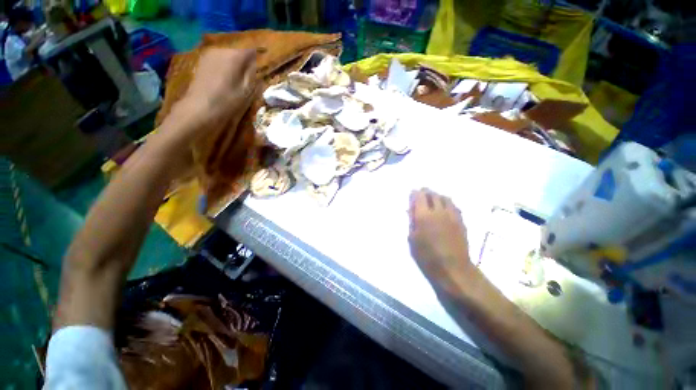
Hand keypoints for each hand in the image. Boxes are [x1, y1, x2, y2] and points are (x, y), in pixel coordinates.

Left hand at [157, 48, 257, 147]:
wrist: (199, 109)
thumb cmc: (228, 102)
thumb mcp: (247, 91)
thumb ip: (252, 74)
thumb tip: (254, 63)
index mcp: (235, 56)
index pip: (251, 51)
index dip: (256, 61)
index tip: (258, 73)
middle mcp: (221, 50)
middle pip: (238, 53)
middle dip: (244, 64)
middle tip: (247, 81)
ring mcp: (209, 55)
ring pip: (228, 57)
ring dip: (233, 67)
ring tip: (235, 82)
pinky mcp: (201, 61)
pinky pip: (218, 61)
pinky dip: (223, 68)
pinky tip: (223, 82)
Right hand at [408, 188, 473, 292]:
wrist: (453, 268)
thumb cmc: (427, 256)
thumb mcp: (412, 239)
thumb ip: (412, 221)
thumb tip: (411, 209)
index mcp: (424, 216)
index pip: (419, 196)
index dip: (415, 193)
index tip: (412, 193)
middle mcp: (438, 211)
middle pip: (433, 194)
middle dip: (426, 192)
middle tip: (422, 194)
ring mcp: (452, 215)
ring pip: (445, 198)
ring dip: (437, 196)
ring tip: (433, 199)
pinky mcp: (461, 221)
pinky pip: (454, 206)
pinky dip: (447, 203)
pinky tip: (445, 207)